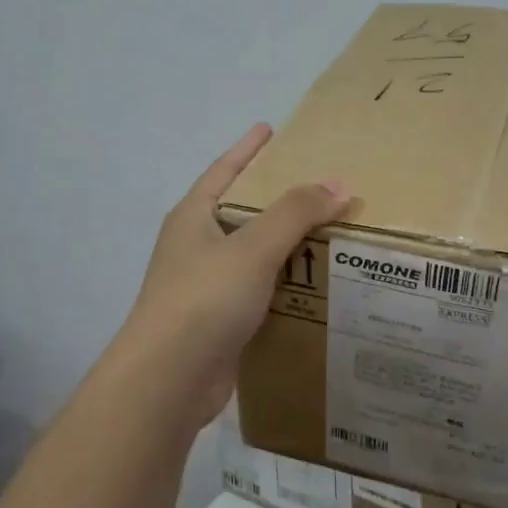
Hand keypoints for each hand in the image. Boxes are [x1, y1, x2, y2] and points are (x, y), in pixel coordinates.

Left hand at [119, 124, 352, 434]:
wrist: (168, 380)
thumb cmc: (204, 299)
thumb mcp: (253, 247)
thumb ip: (295, 213)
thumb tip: (339, 185)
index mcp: (193, 217)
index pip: (223, 170)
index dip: (247, 149)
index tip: (269, 128)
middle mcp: (195, 247)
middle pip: (240, 211)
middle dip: (275, 199)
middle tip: (317, 186)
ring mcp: (204, 287)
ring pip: (252, 255)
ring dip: (285, 246)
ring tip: (328, 234)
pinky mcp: (218, 322)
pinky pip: (258, 292)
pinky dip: (284, 285)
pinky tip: (314, 287)